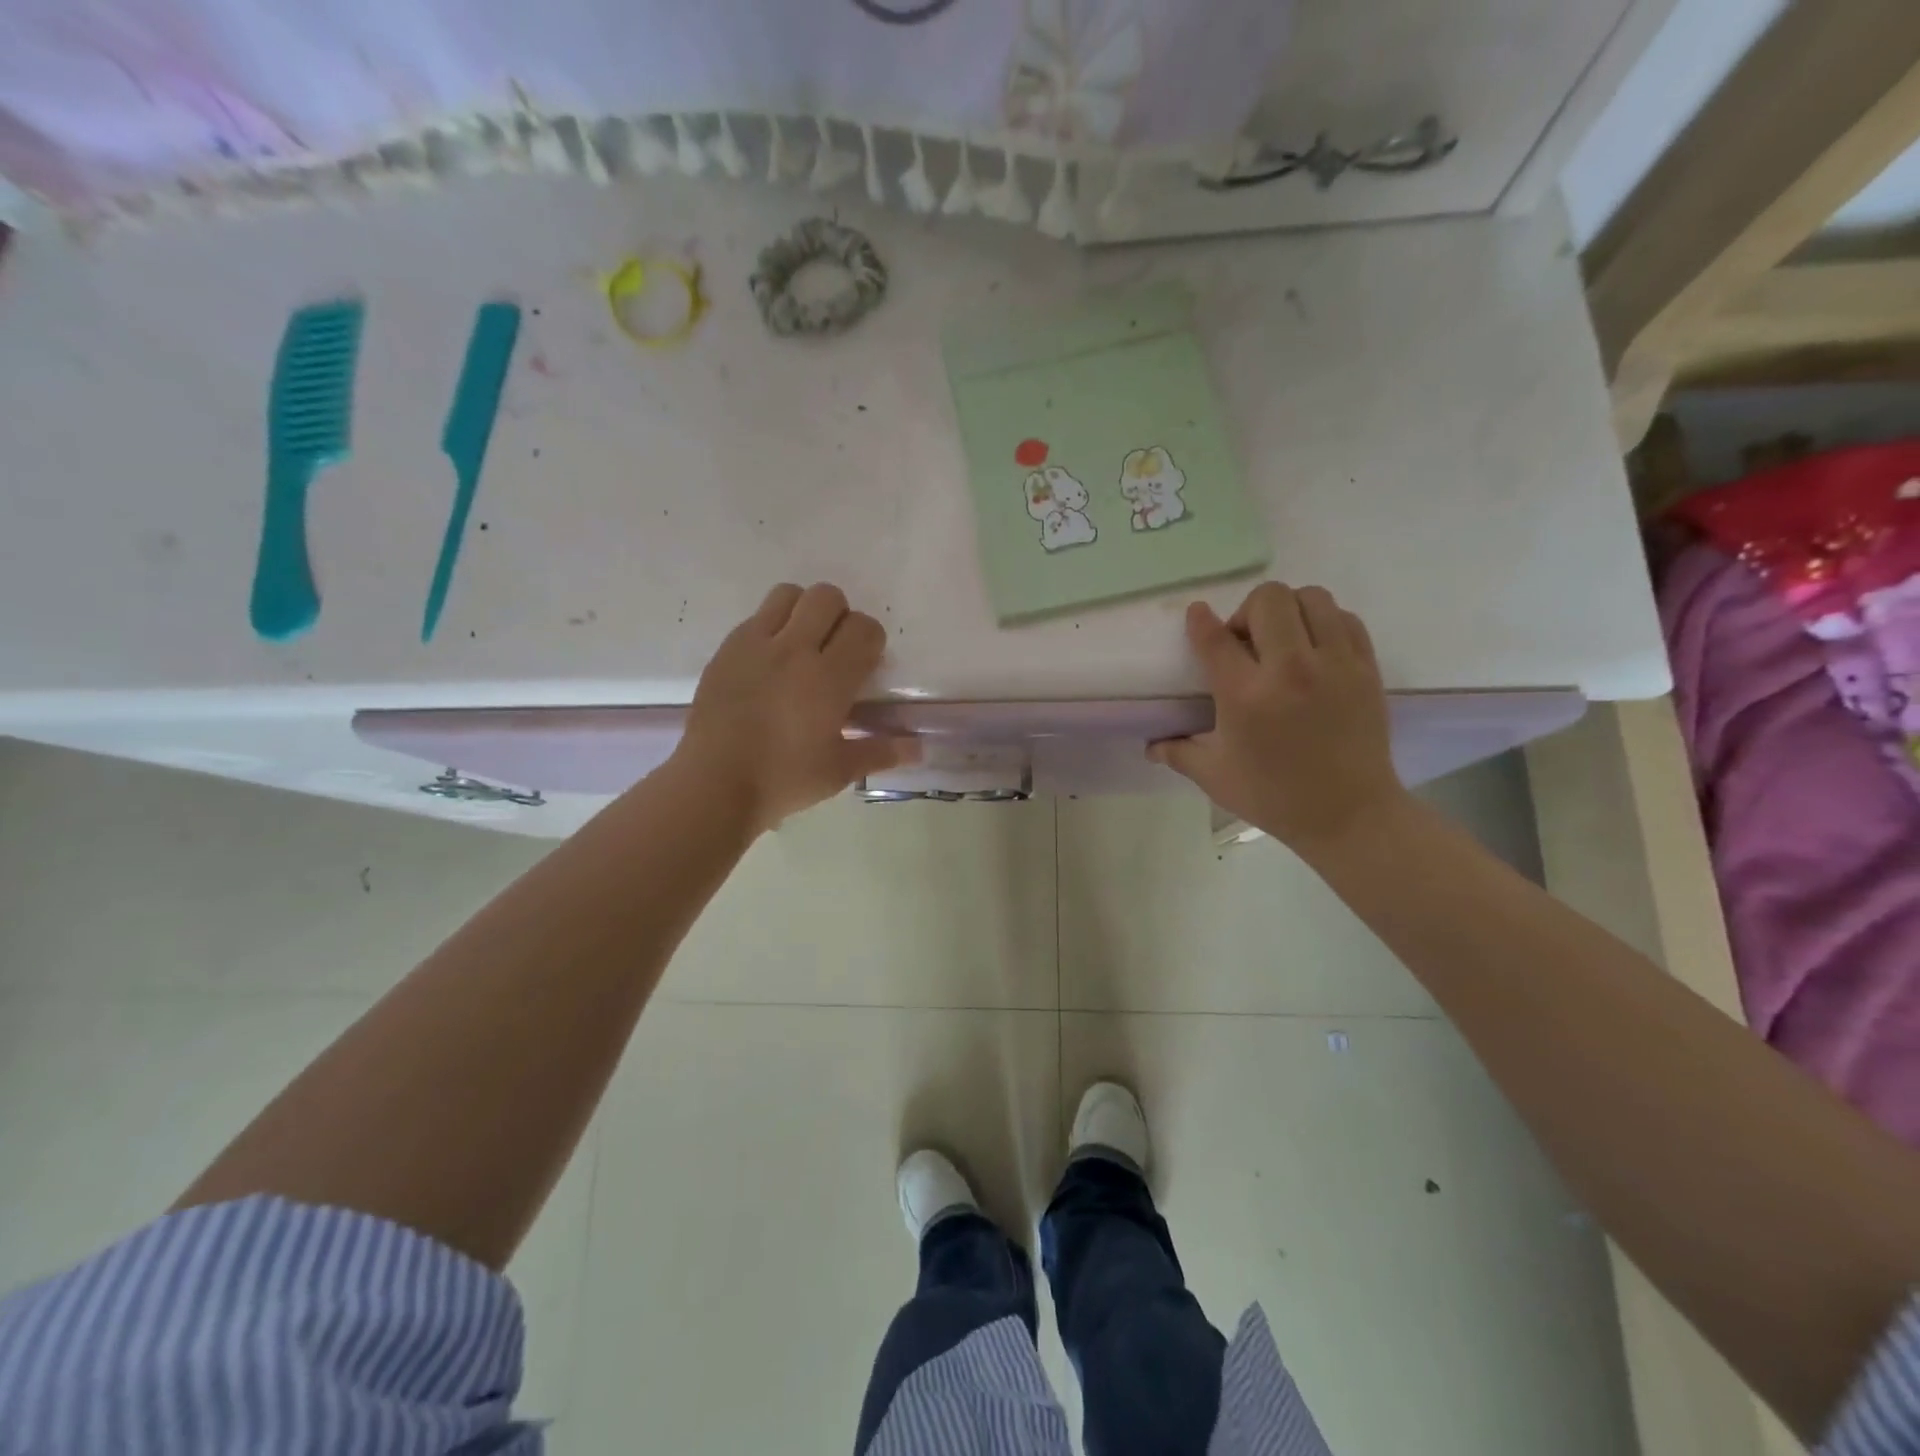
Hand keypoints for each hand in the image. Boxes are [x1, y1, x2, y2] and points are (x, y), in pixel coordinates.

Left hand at [678, 582, 917, 832]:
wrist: (715, 785)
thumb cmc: (784, 780)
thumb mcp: (840, 771)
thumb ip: (882, 752)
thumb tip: (920, 749)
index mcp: (828, 678)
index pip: (864, 629)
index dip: (871, 641)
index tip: (864, 666)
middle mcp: (794, 649)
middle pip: (827, 597)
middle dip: (840, 616)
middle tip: (834, 651)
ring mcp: (755, 645)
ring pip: (788, 594)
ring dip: (803, 611)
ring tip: (801, 645)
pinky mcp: (726, 650)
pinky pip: (755, 617)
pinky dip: (770, 628)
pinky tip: (768, 665)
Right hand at [1149, 583, 1409, 854]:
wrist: (1350, 815)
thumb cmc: (1275, 796)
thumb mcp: (1215, 777)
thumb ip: (1178, 753)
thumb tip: (1150, 746)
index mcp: (1246, 697)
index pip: (1216, 638)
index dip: (1200, 620)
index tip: (1197, 615)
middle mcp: (1290, 670)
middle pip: (1269, 600)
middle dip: (1247, 611)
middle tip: (1246, 641)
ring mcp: (1335, 665)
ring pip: (1311, 598)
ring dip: (1289, 610)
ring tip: (1282, 639)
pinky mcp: (1366, 668)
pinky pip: (1345, 619)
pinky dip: (1325, 622)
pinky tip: (1314, 648)